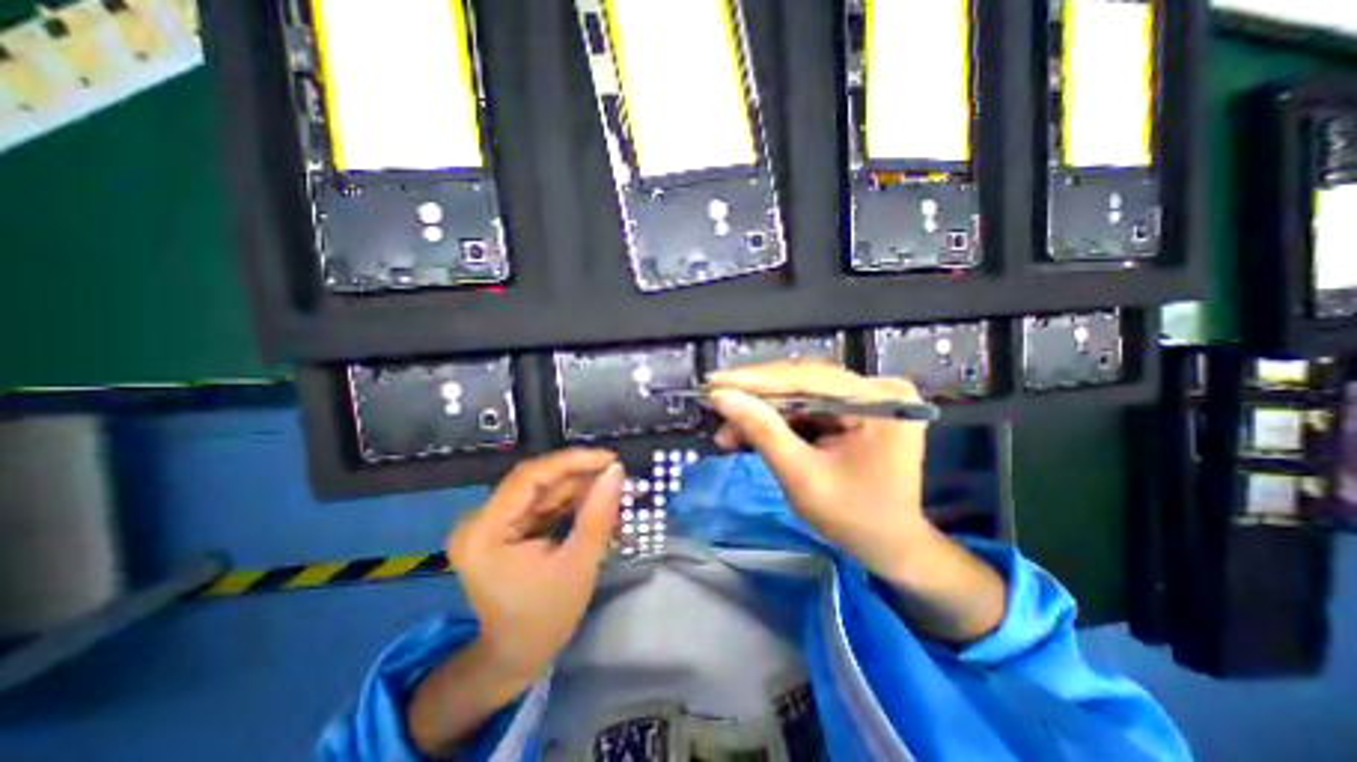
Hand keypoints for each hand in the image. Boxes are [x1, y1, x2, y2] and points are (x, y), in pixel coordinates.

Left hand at [451, 450, 628, 681]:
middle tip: (618, 479)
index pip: (529, 477)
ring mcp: (490, 523)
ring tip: (613, 495)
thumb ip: (598, 514)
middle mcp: (480, 520)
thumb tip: (616, 470)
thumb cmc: (546, 618)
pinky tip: (595, 507)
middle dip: (581, 479)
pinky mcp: (504, 527)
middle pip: (537, 482)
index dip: (572, 461)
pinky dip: (571, 504)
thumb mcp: (579, 564)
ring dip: (580, 491)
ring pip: (543, 490)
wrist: (516, 657)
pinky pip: (542, 504)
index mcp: (485, 532)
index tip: (610, 459)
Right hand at [699, 362, 935, 581]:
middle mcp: (877, 389)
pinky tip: (752, 430)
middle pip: (803, 382)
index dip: (755, 380)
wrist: (891, 544)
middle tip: (716, 406)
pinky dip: (779, 419)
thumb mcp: (801, 476)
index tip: (714, 382)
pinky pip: (809, 405)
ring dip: (763, 411)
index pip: (807, 379)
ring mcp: (869, 397)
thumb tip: (721, 397)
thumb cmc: (852, 518)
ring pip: (800, 393)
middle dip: (756, 398)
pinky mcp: (857, 407)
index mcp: (878, 403)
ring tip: (729, 430)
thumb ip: (762, 431)